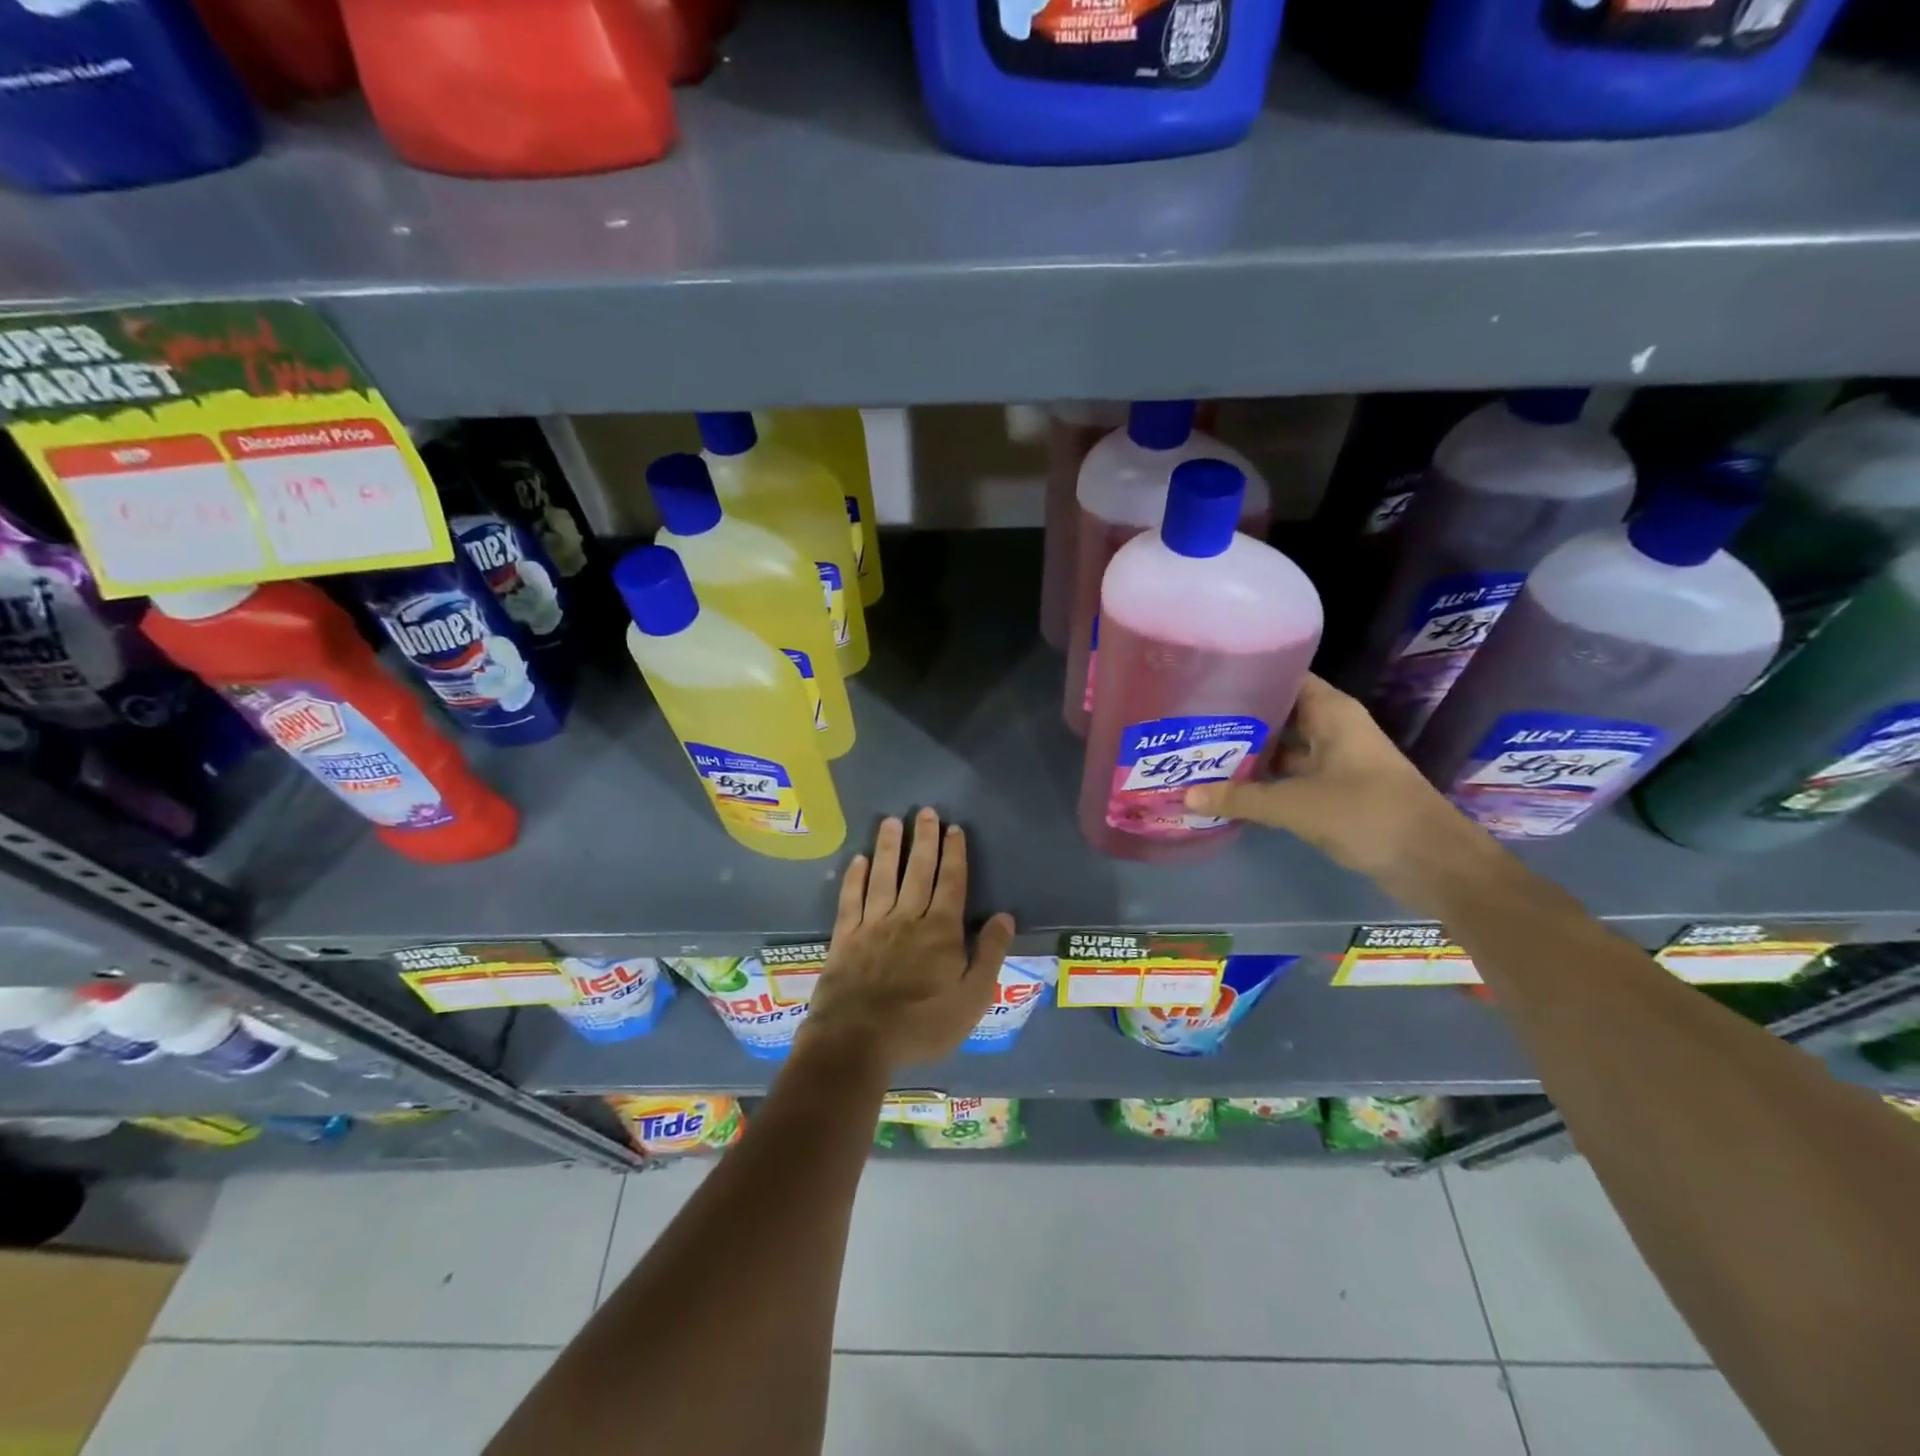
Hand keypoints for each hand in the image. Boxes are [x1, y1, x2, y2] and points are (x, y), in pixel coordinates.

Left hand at [796, 808, 1016, 1073]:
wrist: (857, 1041)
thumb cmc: (922, 1025)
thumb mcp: (972, 998)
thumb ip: (989, 954)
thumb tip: (1004, 916)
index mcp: (941, 931)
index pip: (951, 882)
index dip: (954, 854)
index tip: (954, 828)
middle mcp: (907, 918)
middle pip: (918, 871)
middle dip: (924, 839)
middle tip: (925, 811)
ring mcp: (873, 925)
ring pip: (883, 876)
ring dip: (889, 847)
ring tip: (891, 821)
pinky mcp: (845, 937)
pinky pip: (851, 899)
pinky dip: (855, 877)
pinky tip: (858, 860)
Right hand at [1182, 674, 1486, 885]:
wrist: (1432, 861)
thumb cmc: (1366, 814)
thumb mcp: (1296, 805)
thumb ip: (1240, 799)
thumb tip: (1186, 796)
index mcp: (1332, 713)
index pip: (1285, 676)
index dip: (1248, 674)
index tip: (1206, 680)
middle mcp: (1334, 728)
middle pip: (1279, 713)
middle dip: (1239, 719)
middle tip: (1190, 721)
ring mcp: (1336, 760)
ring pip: (1284, 747)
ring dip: (1249, 754)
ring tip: (1200, 754)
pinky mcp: (1336, 790)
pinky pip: (1291, 776)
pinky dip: (1265, 781)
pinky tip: (1230, 789)